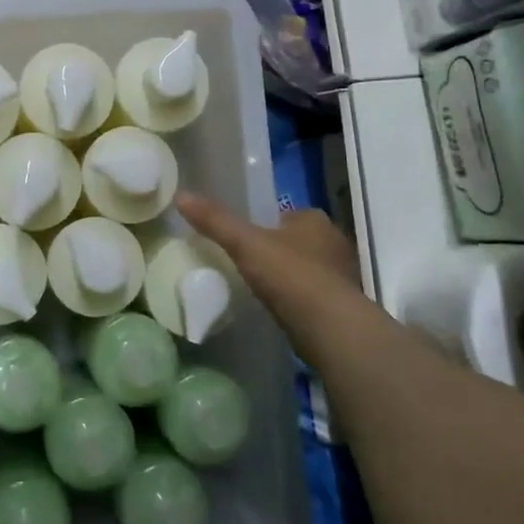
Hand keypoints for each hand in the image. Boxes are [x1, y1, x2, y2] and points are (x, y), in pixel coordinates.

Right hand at [177, 191, 398, 370]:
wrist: (330, 327)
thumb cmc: (290, 275)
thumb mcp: (244, 244)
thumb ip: (215, 221)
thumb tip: (181, 195)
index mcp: (314, 219)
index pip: (285, 215)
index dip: (265, 225)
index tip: (244, 239)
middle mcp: (334, 242)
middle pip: (297, 241)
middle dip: (277, 251)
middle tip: (248, 264)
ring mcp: (342, 275)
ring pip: (307, 268)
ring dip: (289, 276)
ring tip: (260, 289)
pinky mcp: (343, 306)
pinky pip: (313, 295)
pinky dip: (297, 300)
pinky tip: (279, 310)